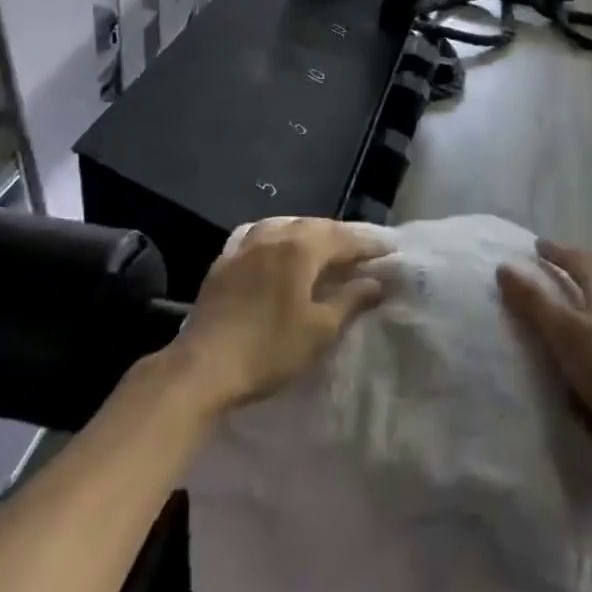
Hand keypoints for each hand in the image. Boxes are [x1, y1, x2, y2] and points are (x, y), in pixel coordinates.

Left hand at [171, 218, 385, 413]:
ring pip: (286, 225)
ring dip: (308, 232)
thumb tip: (377, 281)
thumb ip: (351, 300)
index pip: (344, 238)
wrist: (203, 366)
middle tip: (360, 249)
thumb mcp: (319, 331)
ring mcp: (246, 244)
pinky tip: (274, 243)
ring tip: (322, 246)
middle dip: (341, 236)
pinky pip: (257, 233)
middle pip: (316, 227)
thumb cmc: (269, 350)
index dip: (368, 244)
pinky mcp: (225, 259)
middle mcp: (276, 235)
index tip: (388, 250)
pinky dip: (275, 234)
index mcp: (302, 248)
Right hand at [497, 240, 591, 462]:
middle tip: (550, 270)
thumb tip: (504, 266)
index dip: (555, 251)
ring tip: (565, 304)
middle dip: (572, 268)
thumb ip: (533, 301)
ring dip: (586, 295)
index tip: (537, 248)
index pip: (576, 255)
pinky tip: (590, 340)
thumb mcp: (564, 333)